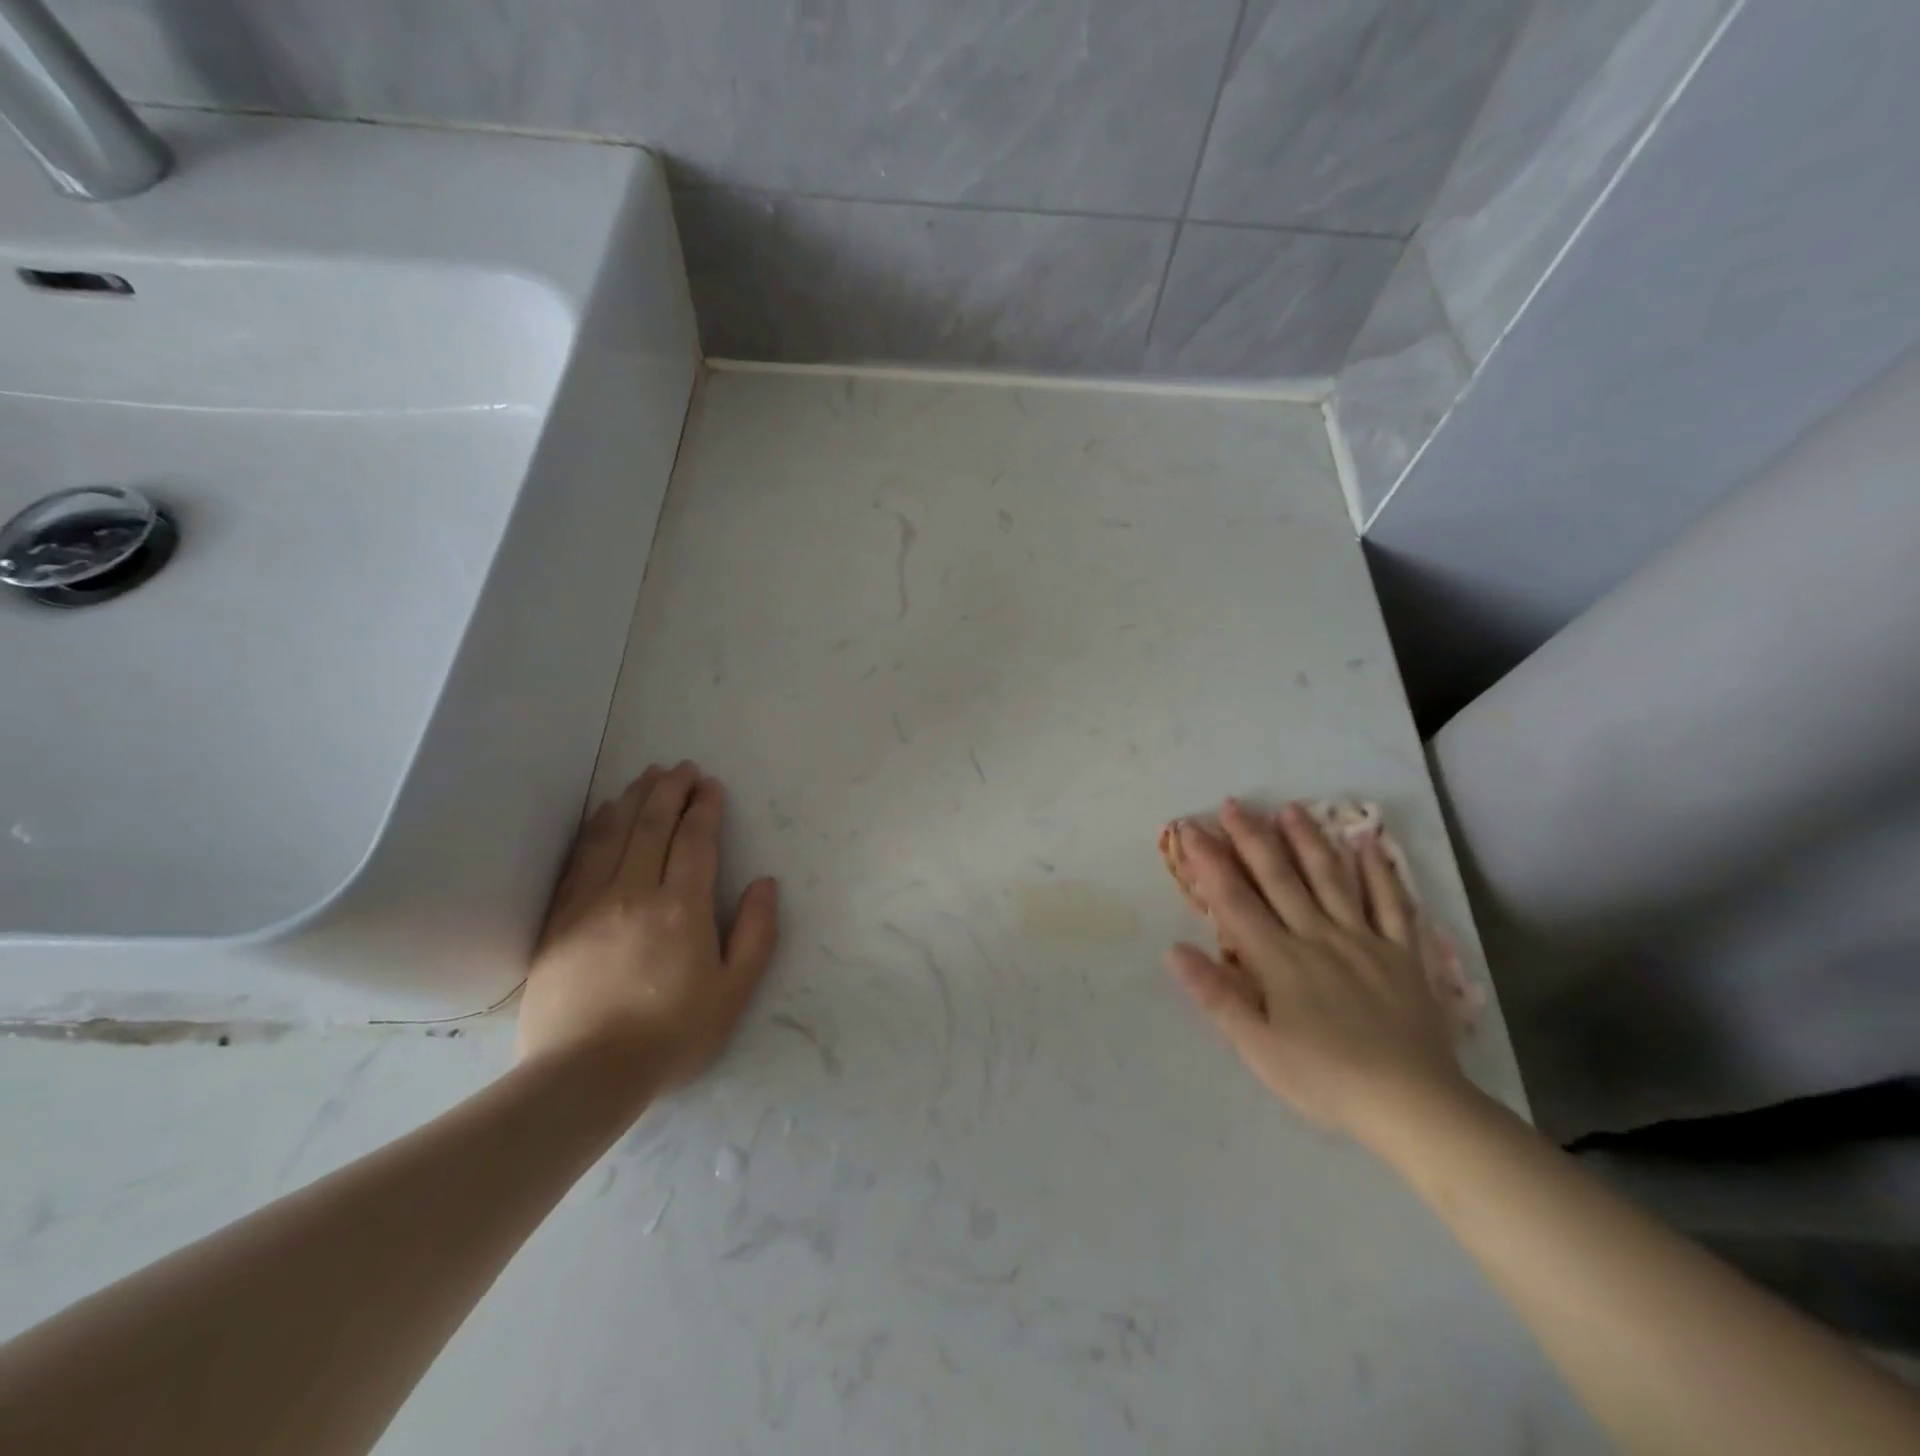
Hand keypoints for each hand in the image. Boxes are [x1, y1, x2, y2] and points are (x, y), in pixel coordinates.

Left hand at [517, 762, 778, 1091]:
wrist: (583, 1075)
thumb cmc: (670, 1036)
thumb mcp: (733, 993)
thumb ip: (756, 934)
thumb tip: (766, 884)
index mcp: (682, 908)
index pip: (694, 840)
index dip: (704, 808)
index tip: (710, 786)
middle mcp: (635, 892)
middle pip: (652, 824)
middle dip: (670, 790)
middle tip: (682, 767)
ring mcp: (591, 902)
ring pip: (614, 833)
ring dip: (634, 798)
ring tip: (647, 776)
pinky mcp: (559, 919)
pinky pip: (580, 858)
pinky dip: (596, 827)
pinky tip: (604, 814)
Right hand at [1166, 799, 1467, 1138]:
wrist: (1414, 1105)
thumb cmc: (1325, 1079)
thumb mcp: (1257, 1047)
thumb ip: (1217, 995)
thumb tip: (1173, 949)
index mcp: (1278, 959)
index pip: (1234, 900)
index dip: (1209, 862)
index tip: (1190, 830)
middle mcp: (1317, 936)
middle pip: (1279, 878)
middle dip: (1252, 838)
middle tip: (1233, 804)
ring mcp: (1363, 940)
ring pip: (1331, 879)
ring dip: (1308, 841)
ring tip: (1290, 809)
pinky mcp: (1403, 954)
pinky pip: (1392, 903)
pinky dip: (1380, 871)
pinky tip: (1369, 844)